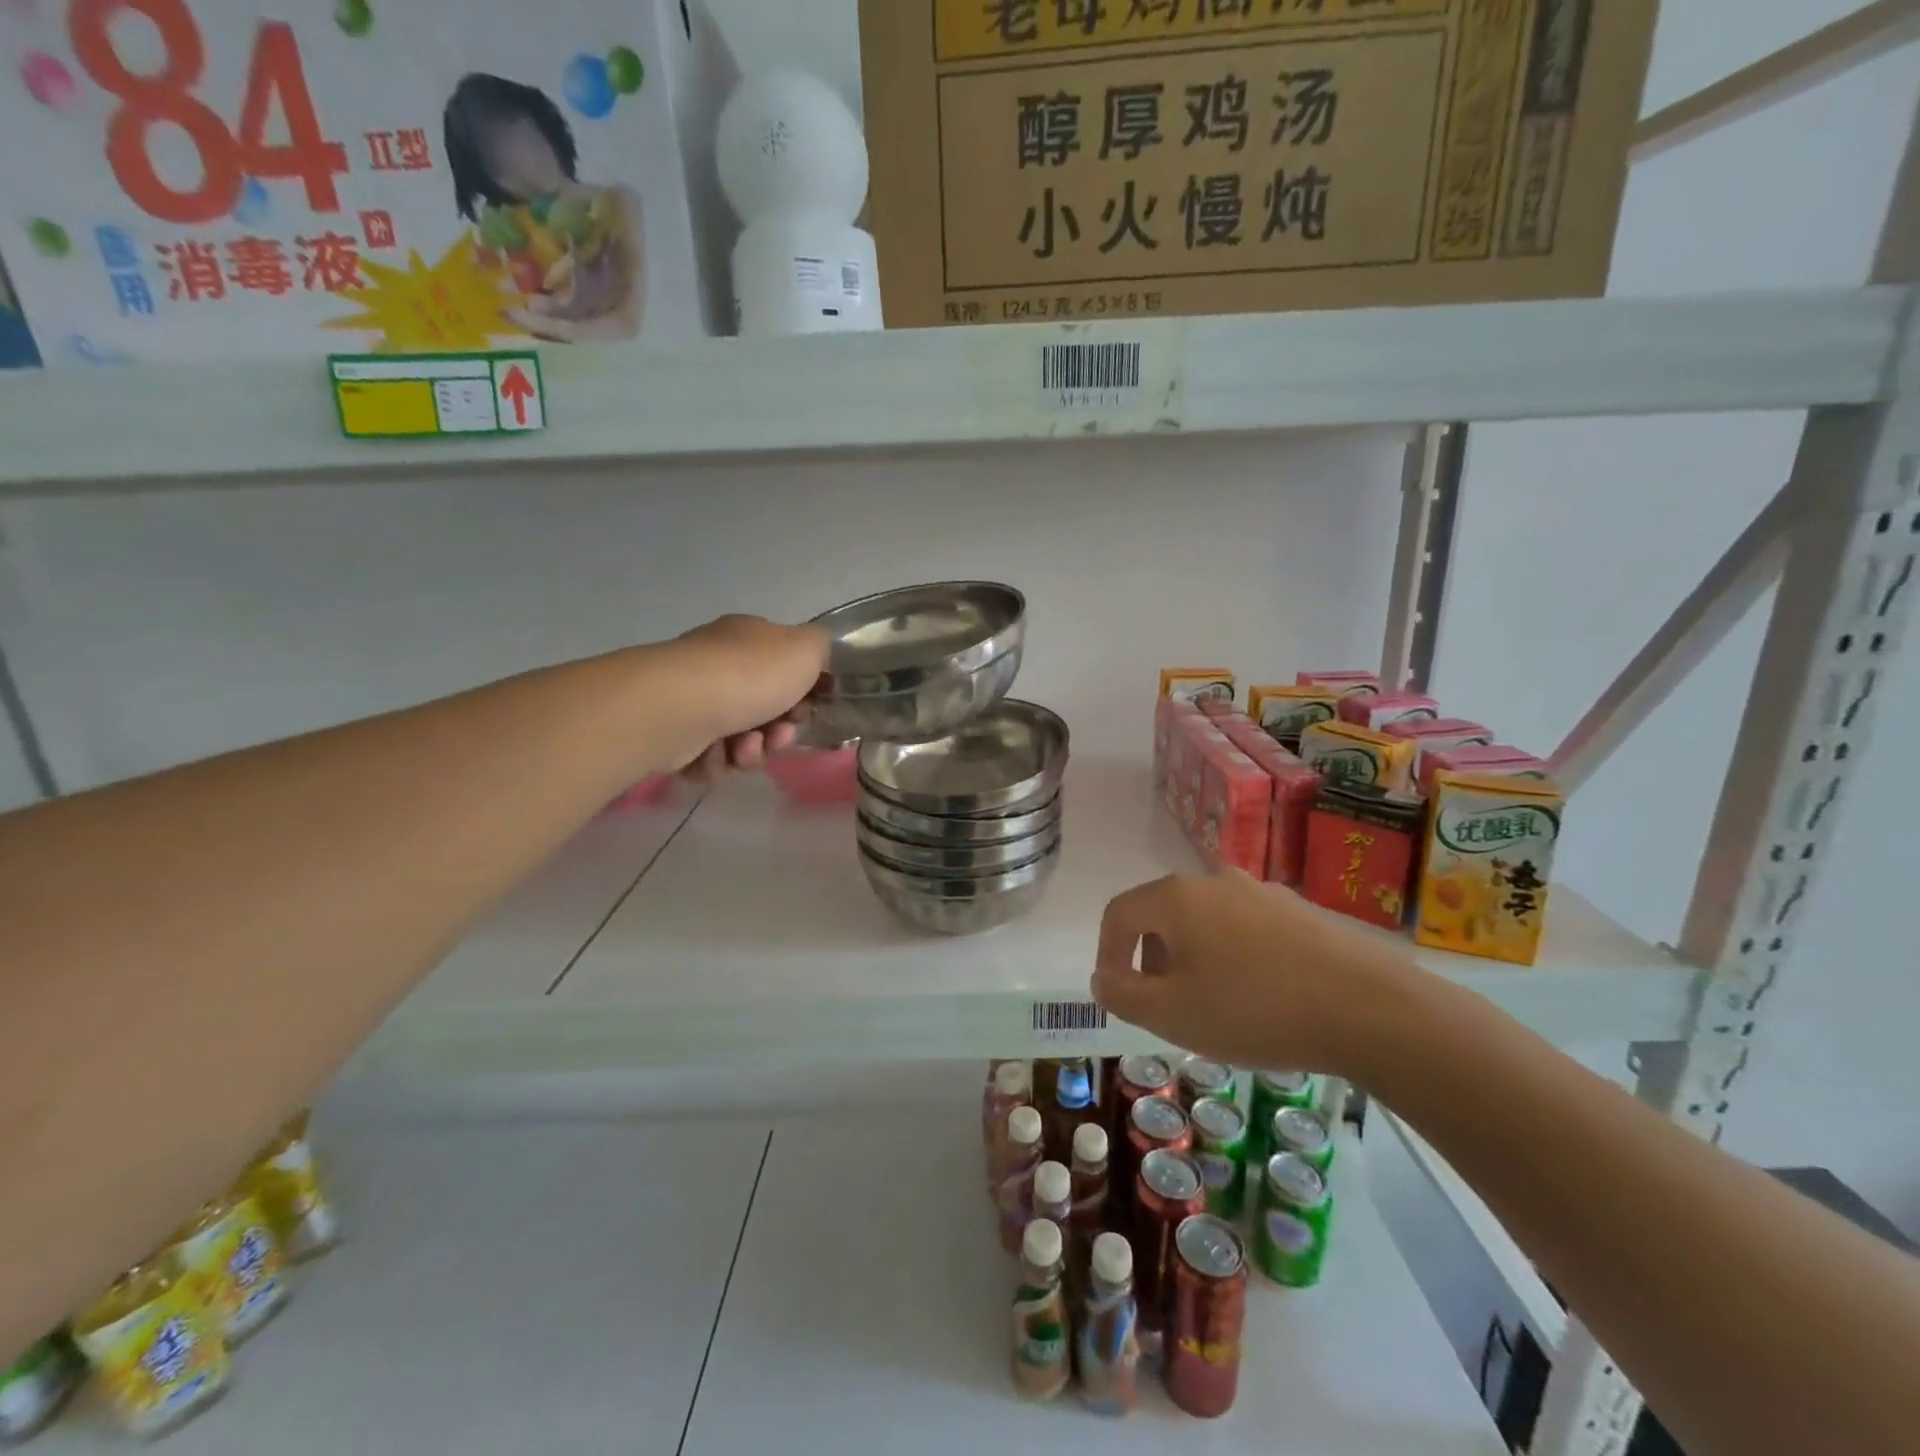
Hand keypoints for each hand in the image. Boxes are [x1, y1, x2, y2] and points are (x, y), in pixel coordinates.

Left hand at [656, 614, 828, 779]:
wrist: (682, 706)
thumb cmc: (751, 675)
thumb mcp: (807, 648)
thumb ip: (820, 648)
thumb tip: (813, 658)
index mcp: (748, 639)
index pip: (784, 669)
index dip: (803, 695)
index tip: (806, 710)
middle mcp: (718, 664)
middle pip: (764, 709)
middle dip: (778, 731)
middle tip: (777, 737)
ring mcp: (693, 699)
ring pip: (738, 738)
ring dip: (750, 751)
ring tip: (742, 750)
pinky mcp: (673, 733)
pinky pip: (708, 757)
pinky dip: (716, 762)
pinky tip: (714, 755)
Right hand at [1091, 870, 1418, 1077]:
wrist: (1369, 1007)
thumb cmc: (1254, 1009)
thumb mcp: (1172, 1015)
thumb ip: (1123, 994)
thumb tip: (1102, 977)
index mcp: (1176, 897)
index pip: (1119, 913)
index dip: (1107, 953)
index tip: (1118, 993)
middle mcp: (1213, 880)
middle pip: (1162, 914)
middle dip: (1152, 959)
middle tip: (1166, 1005)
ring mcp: (1260, 891)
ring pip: (1204, 920)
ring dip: (1192, 958)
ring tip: (1213, 1005)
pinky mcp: (1298, 910)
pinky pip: (1244, 928)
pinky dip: (1232, 956)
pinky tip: (1259, 996)